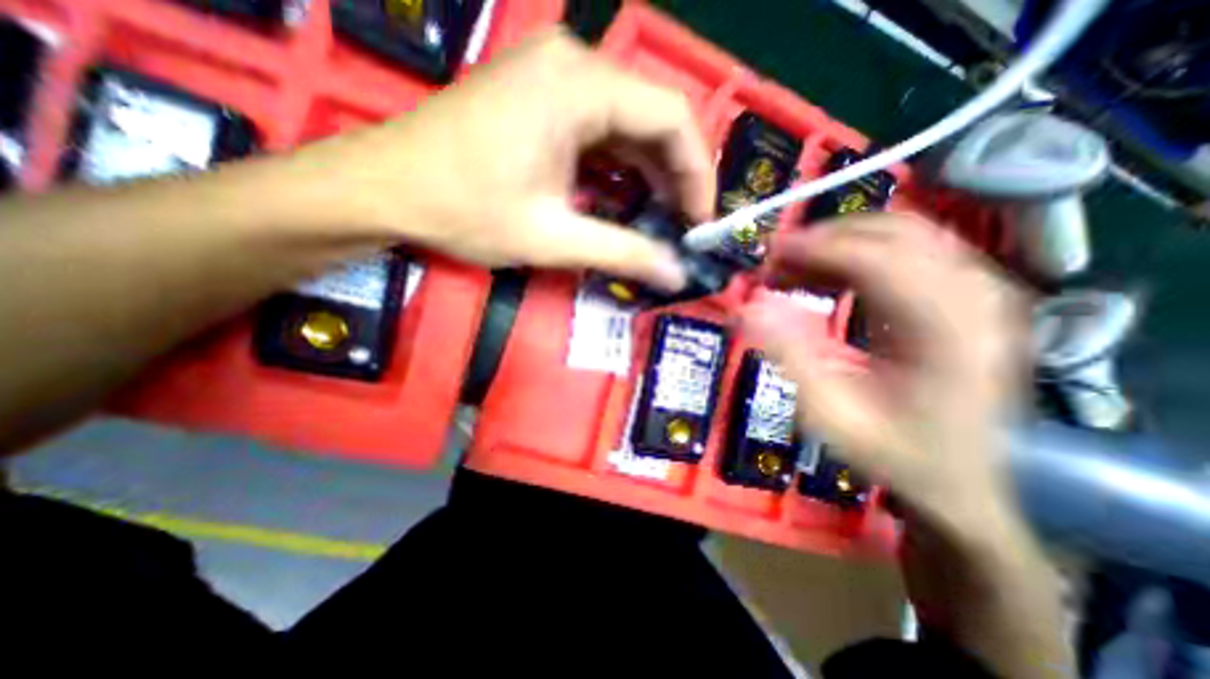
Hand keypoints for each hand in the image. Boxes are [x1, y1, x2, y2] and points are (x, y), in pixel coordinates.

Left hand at [293, 29, 711, 289]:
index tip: (699, 220)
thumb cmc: (465, 210)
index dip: (697, 172)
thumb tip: (675, 276)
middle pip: (651, 117)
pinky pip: (598, 127)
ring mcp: (553, 76)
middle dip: (674, 176)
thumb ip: (623, 253)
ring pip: (626, 123)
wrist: (385, 189)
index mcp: (579, 87)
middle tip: (681, 225)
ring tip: (659, 218)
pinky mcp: (539, 96)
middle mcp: (572, 65)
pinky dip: (618, 165)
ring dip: (648, 173)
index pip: (671, 116)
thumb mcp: (553, 238)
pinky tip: (623, 197)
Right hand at [742, 215, 1023, 540]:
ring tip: (792, 268)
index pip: (881, 258)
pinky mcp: (965, 296)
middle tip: (776, 260)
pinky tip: (825, 277)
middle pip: (895, 232)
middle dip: (825, 237)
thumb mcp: (831, 415)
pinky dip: (857, 255)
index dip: (818, 247)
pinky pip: (907, 252)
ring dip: (839, 243)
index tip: (769, 254)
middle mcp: (976, 298)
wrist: (961, 480)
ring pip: (902, 234)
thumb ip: (789, 358)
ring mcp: (978, 292)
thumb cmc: (896, 453)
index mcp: (949, 331)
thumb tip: (748, 308)